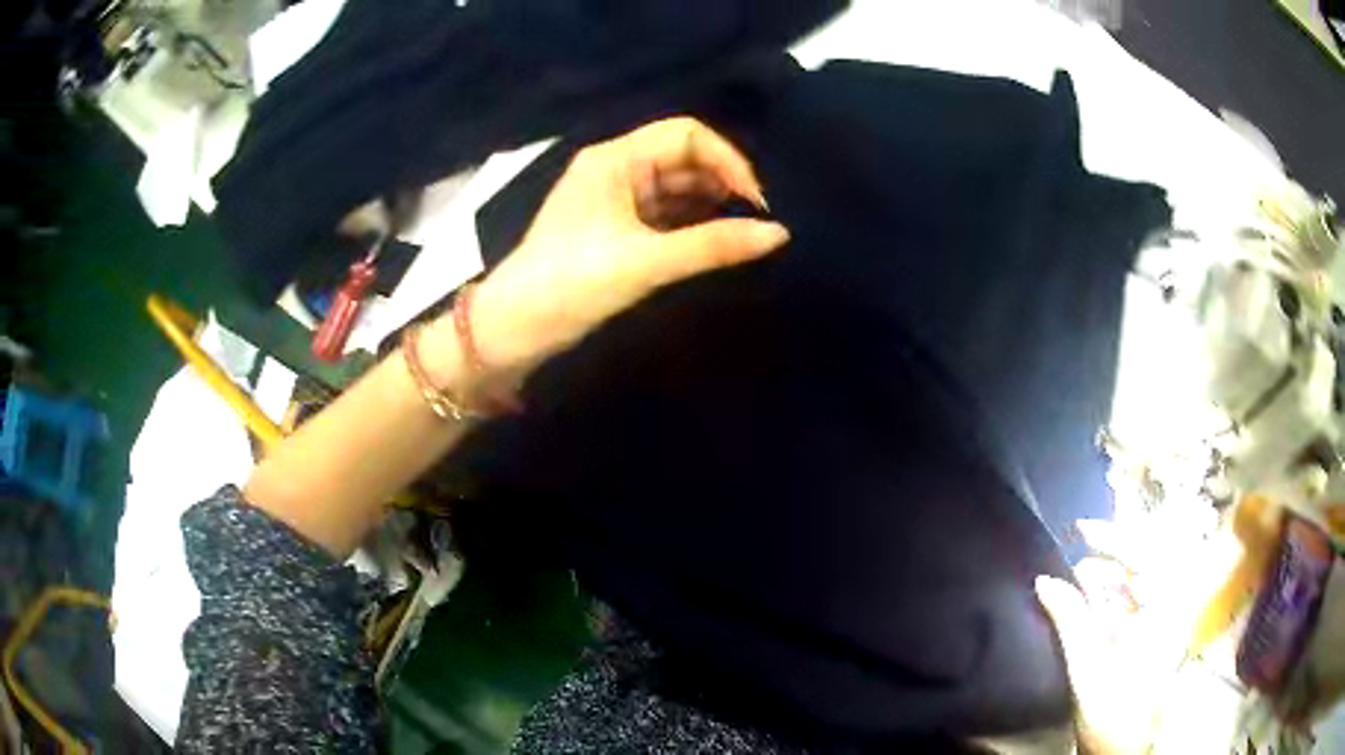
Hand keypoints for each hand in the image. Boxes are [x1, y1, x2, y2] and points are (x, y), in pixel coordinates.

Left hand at [467, 117, 790, 384]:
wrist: (514, 329)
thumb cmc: (572, 284)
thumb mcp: (646, 262)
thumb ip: (714, 246)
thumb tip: (779, 234)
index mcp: (615, 159)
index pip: (686, 134)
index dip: (728, 160)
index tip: (757, 202)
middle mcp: (615, 168)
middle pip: (683, 158)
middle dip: (723, 183)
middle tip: (757, 222)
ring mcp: (614, 198)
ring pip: (676, 187)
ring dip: (711, 205)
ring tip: (744, 235)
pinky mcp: (615, 227)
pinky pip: (664, 213)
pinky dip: (692, 224)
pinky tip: (717, 244)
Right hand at [1036, 520, 1231, 754]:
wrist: (1122, 752)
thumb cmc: (1113, 711)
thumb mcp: (1088, 668)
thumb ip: (1070, 620)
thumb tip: (1045, 581)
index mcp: (1165, 610)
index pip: (1144, 554)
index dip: (1112, 537)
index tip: (1079, 529)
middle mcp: (1169, 609)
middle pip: (1141, 566)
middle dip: (1105, 560)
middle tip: (1071, 563)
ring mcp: (1161, 624)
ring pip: (1134, 586)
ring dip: (1104, 581)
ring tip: (1073, 585)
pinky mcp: (1150, 640)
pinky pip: (1131, 606)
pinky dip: (1108, 602)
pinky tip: (1085, 608)